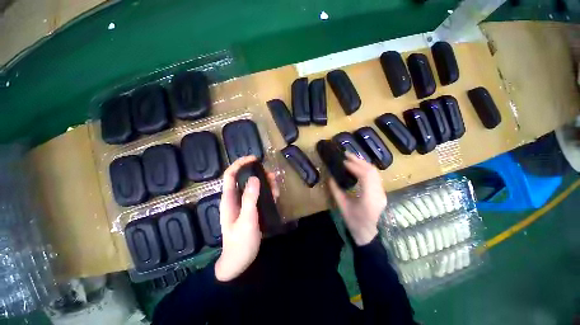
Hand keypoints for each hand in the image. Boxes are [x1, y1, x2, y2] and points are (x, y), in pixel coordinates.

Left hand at [215, 156, 278, 281]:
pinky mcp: (250, 209)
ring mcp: (243, 204)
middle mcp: (235, 198)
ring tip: (276, 189)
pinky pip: (258, 195)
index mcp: (229, 199)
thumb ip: (250, 199)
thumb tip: (255, 178)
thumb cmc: (240, 242)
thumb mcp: (247, 220)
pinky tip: (274, 196)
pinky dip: (266, 193)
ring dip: (265, 184)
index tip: (254, 159)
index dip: (240, 164)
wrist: (240, 262)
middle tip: (272, 177)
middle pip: (244, 179)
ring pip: (253, 187)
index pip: (230, 174)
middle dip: (258, 174)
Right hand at [329, 152, 386, 245]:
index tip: (343, 161)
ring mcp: (382, 192)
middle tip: (347, 154)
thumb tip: (330, 177)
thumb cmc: (354, 222)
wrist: (368, 233)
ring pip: (375, 172)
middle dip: (359, 161)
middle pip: (372, 171)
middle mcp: (379, 193)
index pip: (365, 176)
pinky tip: (358, 166)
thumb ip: (336, 190)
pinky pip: (375, 176)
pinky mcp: (381, 192)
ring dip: (363, 163)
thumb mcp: (342, 206)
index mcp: (369, 199)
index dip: (354, 166)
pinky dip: (366, 168)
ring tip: (351, 158)